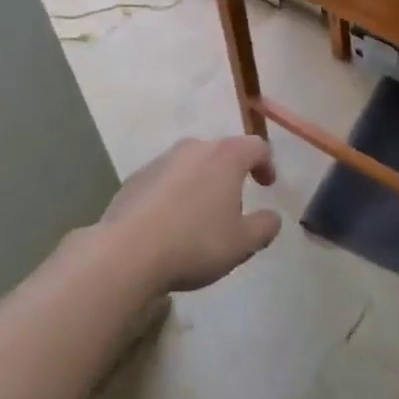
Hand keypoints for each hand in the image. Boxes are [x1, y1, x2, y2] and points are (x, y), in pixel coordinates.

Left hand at [100, 136, 281, 293]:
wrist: (126, 252)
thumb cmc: (194, 243)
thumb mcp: (242, 243)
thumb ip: (265, 227)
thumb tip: (272, 217)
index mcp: (225, 156)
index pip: (256, 146)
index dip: (266, 164)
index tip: (267, 186)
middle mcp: (194, 148)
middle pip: (221, 152)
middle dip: (231, 173)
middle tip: (234, 203)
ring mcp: (161, 160)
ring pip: (190, 164)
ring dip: (201, 182)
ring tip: (199, 216)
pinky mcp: (135, 178)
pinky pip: (165, 180)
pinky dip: (174, 193)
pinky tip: (169, 223)